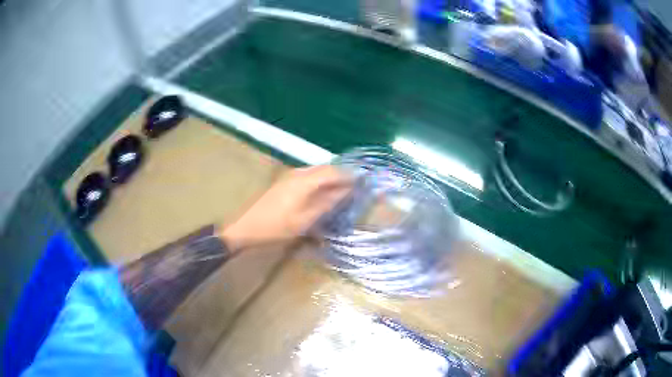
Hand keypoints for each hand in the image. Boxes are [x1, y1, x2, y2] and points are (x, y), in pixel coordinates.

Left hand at [220, 165, 352, 251]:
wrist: (247, 227)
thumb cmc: (277, 227)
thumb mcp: (305, 220)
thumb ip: (327, 203)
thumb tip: (346, 191)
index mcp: (305, 181)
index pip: (334, 172)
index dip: (350, 176)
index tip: (365, 183)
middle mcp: (298, 173)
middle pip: (326, 169)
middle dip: (342, 176)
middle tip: (356, 188)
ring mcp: (290, 176)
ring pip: (317, 172)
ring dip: (331, 178)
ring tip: (343, 191)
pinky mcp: (285, 182)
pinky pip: (309, 176)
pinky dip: (321, 182)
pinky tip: (323, 193)